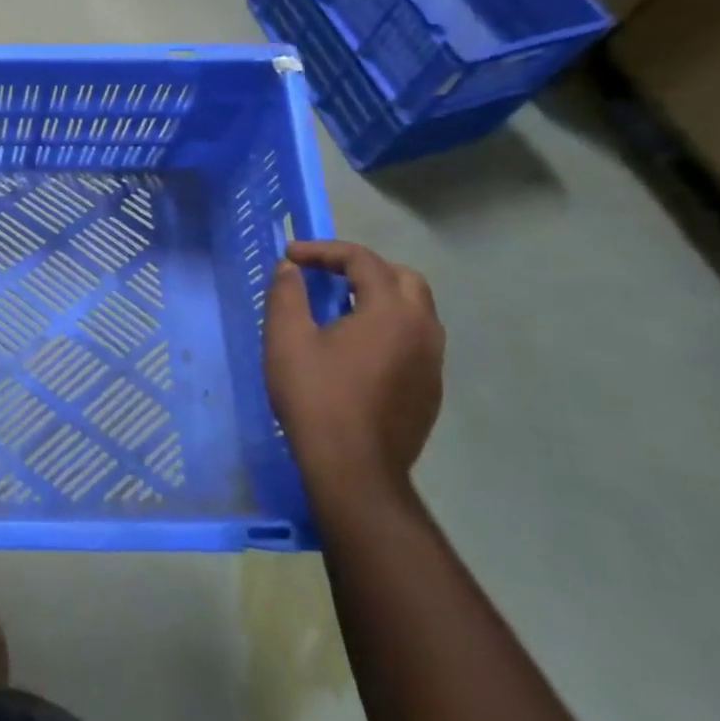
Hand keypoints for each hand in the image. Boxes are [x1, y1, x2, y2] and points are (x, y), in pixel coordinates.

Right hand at [266, 240, 443, 496]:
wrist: (354, 470)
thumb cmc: (317, 397)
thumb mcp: (287, 338)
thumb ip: (288, 294)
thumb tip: (290, 269)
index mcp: (391, 311)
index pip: (362, 260)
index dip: (323, 250)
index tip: (290, 256)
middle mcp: (423, 329)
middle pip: (401, 278)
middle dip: (361, 268)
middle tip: (325, 275)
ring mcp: (432, 362)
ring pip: (414, 310)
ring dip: (379, 297)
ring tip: (340, 307)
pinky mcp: (430, 390)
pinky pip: (415, 340)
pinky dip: (388, 327)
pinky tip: (356, 347)